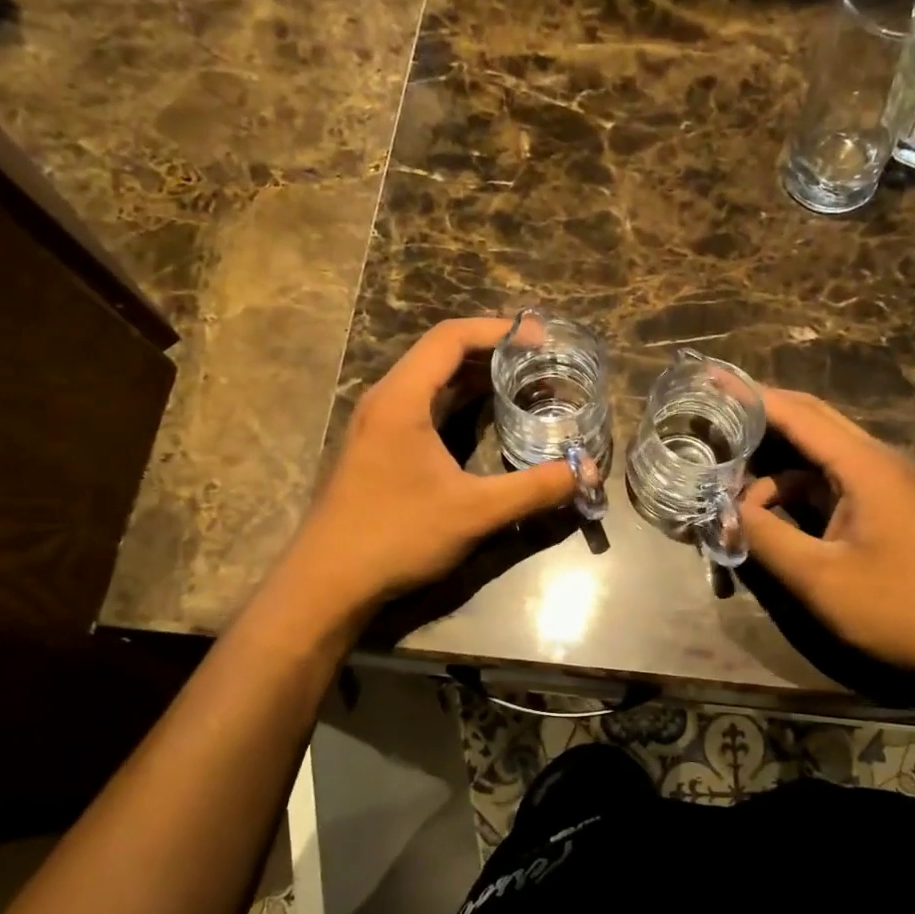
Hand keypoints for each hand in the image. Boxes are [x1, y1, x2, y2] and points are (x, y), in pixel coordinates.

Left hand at [280, 318, 577, 616]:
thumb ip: (534, 489)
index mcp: (402, 398)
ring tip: (522, 378)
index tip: (541, 339)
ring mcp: (378, 423)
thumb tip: (587, 471)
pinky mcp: (378, 446)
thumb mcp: (474, 512)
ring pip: (431, 379)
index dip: (498, 329)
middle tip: (540, 357)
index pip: (450, 338)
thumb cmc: (396, 536)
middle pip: (440, 352)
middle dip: (491, 348)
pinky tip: (486, 416)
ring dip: (474, 374)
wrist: (327, 583)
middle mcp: (386, 399)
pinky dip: (457, 399)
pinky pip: (423, 404)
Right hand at [740, 390, 914, 684]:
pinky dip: (791, 491)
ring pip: (814, 455)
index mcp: (865, 467)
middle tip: (713, 413)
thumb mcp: (820, 579)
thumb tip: (723, 511)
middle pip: (810, 420)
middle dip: (760, 416)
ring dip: (772, 466)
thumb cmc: (898, 609)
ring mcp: (881, 484)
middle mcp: (874, 462)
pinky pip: (825, 483)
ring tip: (728, 483)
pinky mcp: (880, 507)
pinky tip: (764, 515)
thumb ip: (765, 538)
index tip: (711, 377)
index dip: (752, 395)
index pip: (799, 415)